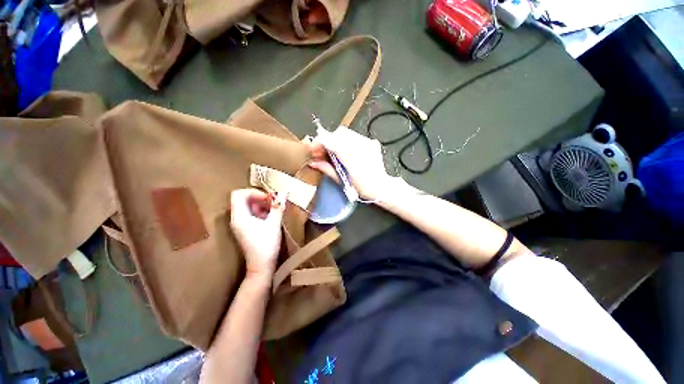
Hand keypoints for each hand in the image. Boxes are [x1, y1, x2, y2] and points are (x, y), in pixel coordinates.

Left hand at [230, 189, 285, 277]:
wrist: (261, 266)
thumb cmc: (266, 244)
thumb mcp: (274, 223)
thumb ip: (278, 207)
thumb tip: (284, 193)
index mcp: (239, 216)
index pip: (239, 194)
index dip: (254, 192)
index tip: (269, 198)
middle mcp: (236, 219)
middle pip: (243, 199)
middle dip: (260, 198)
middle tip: (274, 202)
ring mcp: (240, 225)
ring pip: (248, 207)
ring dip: (262, 205)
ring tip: (275, 210)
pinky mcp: (245, 229)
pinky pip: (251, 215)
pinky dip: (261, 212)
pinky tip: (271, 218)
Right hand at [308, 126, 403, 200]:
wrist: (381, 187)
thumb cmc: (361, 188)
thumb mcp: (342, 180)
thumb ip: (327, 169)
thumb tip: (313, 162)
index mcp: (352, 158)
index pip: (332, 141)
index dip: (320, 142)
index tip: (313, 149)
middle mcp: (361, 146)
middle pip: (339, 133)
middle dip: (328, 140)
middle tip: (322, 152)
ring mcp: (368, 142)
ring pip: (347, 133)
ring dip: (336, 140)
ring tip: (333, 152)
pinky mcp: (372, 142)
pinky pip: (355, 137)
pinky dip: (346, 142)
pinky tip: (345, 152)